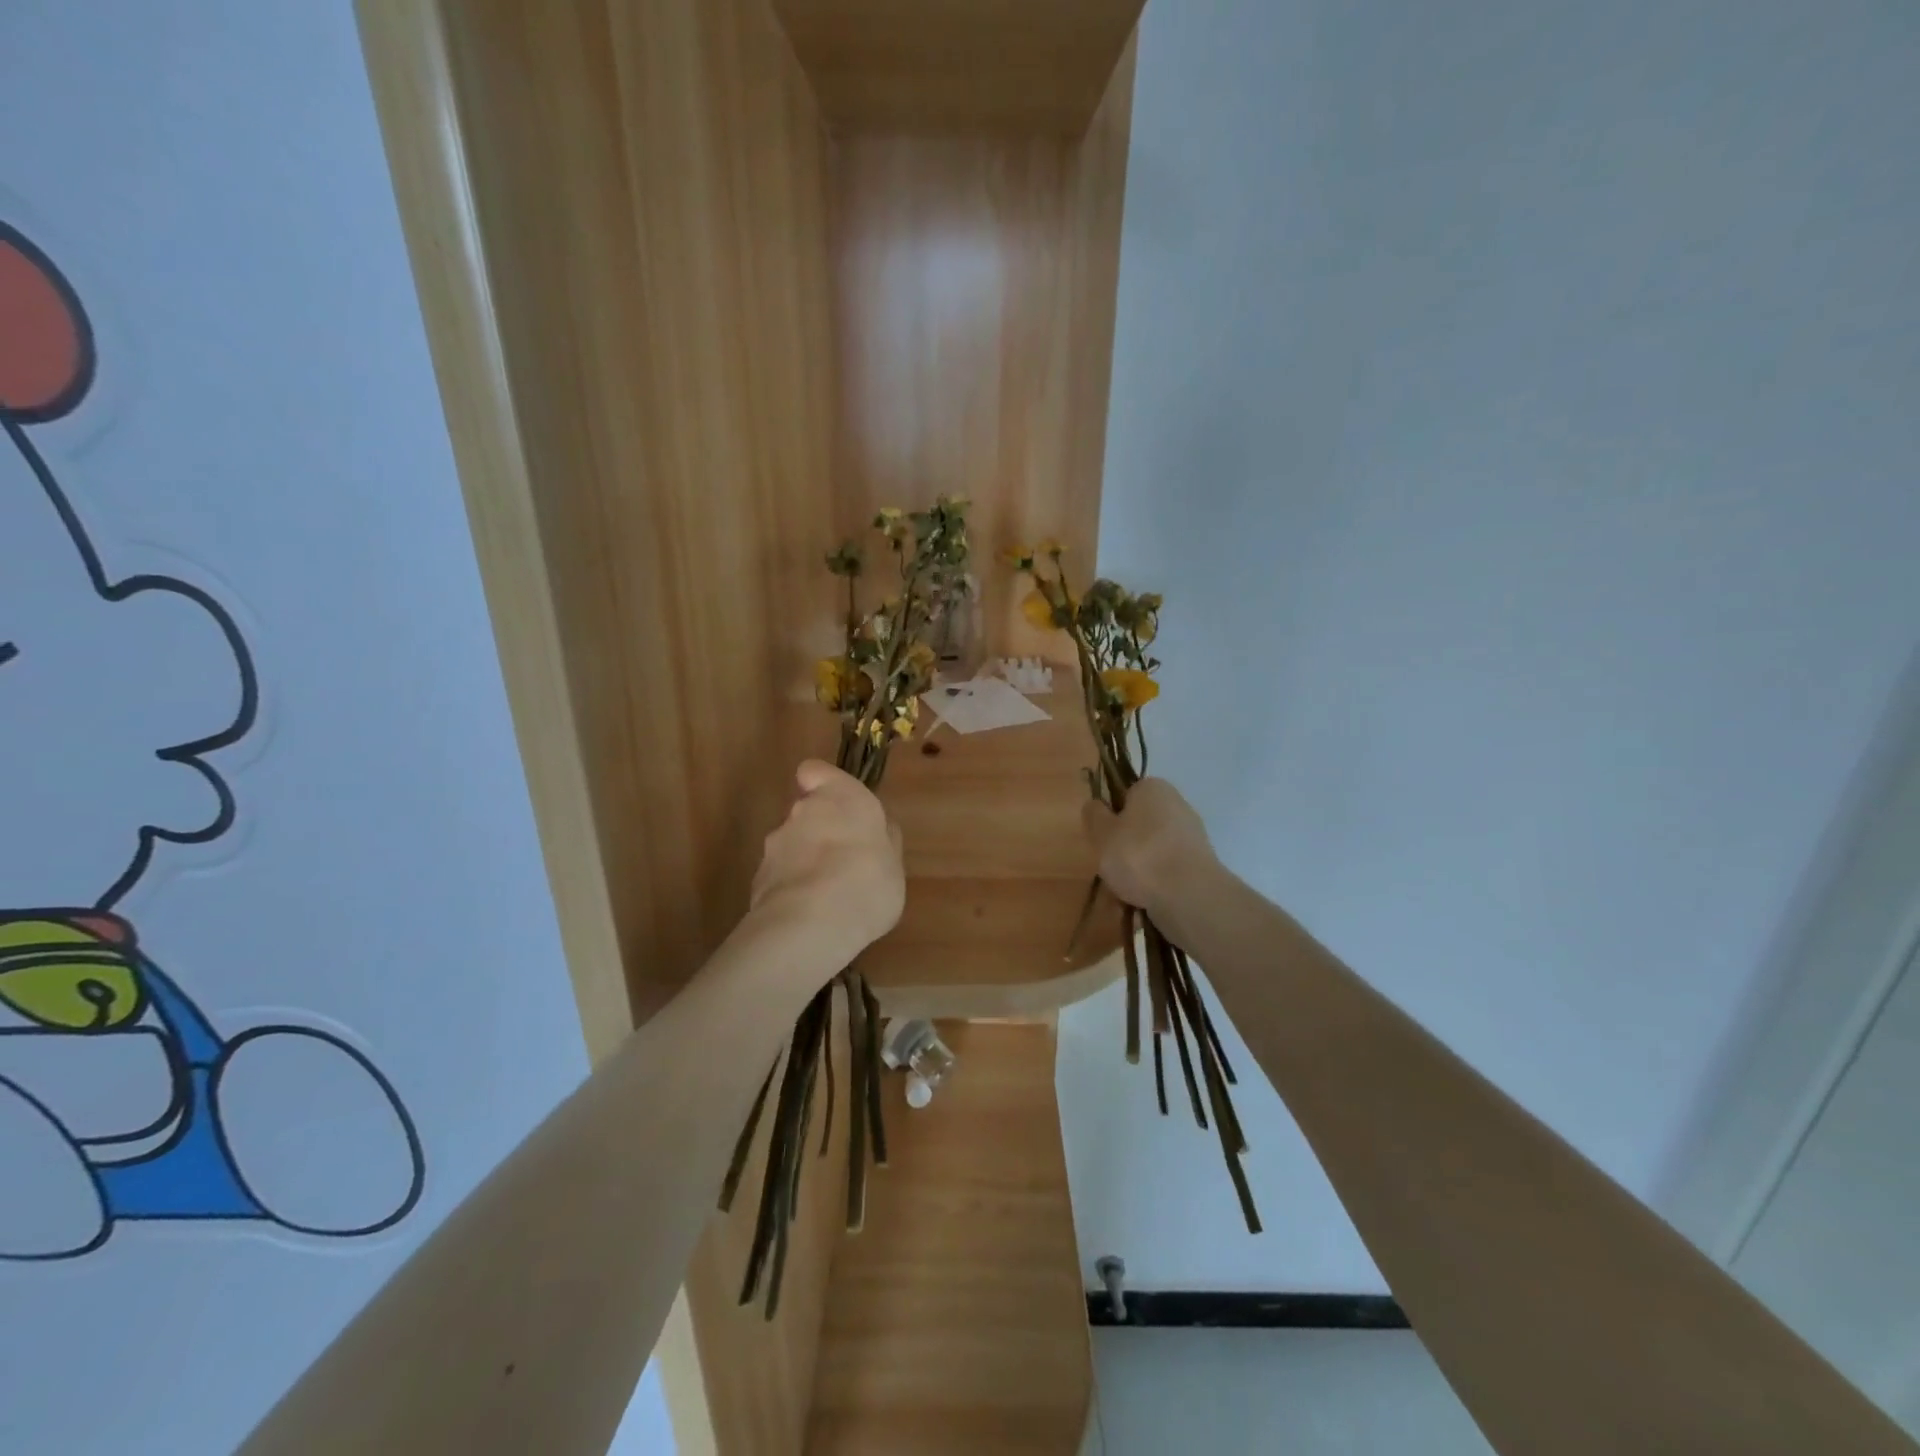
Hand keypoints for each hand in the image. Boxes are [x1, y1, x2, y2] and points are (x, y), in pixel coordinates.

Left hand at [751, 760, 904, 966]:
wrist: (813, 924)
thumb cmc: (869, 881)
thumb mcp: (894, 863)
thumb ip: (884, 840)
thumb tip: (880, 829)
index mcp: (841, 796)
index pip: (815, 771)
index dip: (821, 783)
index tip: (835, 804)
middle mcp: (803, 811)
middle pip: (805, 811)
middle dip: (819, 832)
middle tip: (843, 863)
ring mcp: (775, 844)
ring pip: (790, 845)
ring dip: (804, 862)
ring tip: (826, 897)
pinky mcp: (758, 877)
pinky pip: (779, 876)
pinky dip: (791, 889)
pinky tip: (808, 915)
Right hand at [1081, 778, 1217, 931]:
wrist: (1189, 896)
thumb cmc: (1139, 855)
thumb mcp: (1102, 833)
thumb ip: (1094, 815)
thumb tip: (1097, 805)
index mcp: (1153, 788)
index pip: (1125, 795)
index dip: (1110, 816)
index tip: (1102, 838)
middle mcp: (1177, 805)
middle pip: (1139, 826)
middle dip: (1123, 848)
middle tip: (1109, 868)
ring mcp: (1191, 837)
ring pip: (1151, 853)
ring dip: (1136, 872)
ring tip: (1123, 895)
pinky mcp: (1200, 866)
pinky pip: (1166, 872)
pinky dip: (1154, 886)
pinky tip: (1143, 903)